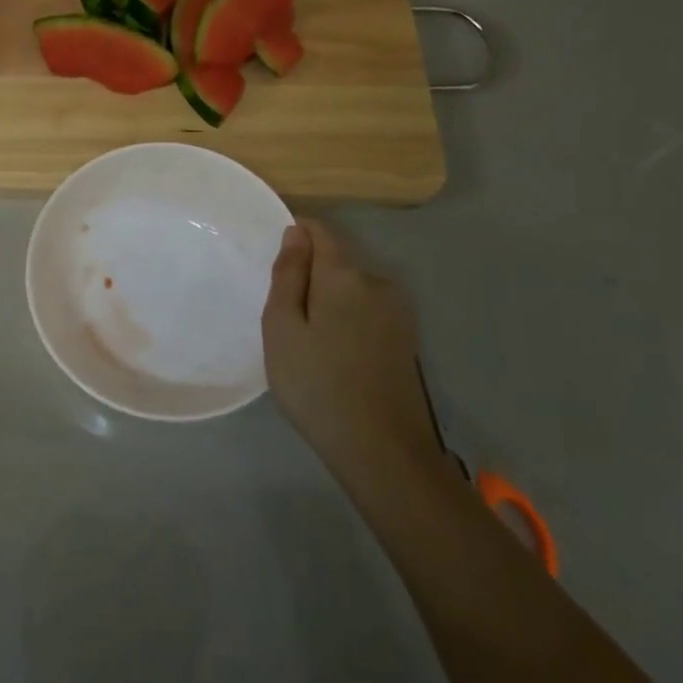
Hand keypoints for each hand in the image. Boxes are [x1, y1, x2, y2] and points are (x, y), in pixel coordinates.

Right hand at [262, 219, 446, 486]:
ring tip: (309, 344)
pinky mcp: (406, 339)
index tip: (276, 266)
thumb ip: (288, 274)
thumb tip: (296, 232)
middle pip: (337, 261)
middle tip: (285, 320)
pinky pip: (367, 312)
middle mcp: (378, 283)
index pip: (321, 231)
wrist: (382, 450)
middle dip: (310, 276)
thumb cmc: (317, 385)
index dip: (296, 235)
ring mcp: (398, 312)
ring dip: (329, 301)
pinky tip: (336, 357)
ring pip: (352, 288)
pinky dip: (347, 321)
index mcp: (345, 275)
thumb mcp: (282, 328)